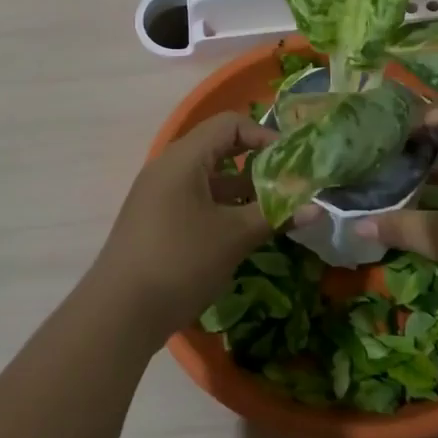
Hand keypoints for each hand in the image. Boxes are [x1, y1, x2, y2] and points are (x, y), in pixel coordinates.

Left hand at [90, 113, 280, 338]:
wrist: (119, 312)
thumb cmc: (181, 261)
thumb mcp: (234, 237)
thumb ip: (275, 216)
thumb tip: (317, 209)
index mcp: (184, 158)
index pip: (229, 124)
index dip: (264, 136)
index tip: (291, 163)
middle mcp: (168, 168)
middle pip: (219, 149)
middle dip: (257, 165)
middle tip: (288, 185)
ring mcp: (158, 194)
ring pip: (208, 178)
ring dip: (242, 190)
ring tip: (273, 211)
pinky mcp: (156, 220)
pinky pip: (195, 199)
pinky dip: (222, 207)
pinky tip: (243, 232)